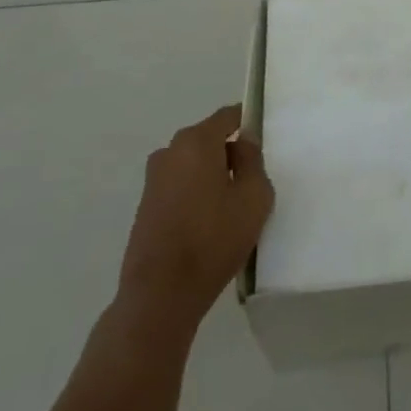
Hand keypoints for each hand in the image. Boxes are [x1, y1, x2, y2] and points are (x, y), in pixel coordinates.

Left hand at [118, 106, 274, 331]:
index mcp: (197, 141)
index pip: (229, 116)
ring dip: (212, 174)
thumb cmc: (214, 238)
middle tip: (251, 178)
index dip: (248, 123)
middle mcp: (170, 151)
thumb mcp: (254, 196)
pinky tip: (208, 221)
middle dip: (230, 152)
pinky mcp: (146, 205)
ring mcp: (153, 179)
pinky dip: (195, 192)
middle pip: (209, 138)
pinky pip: (180, 184)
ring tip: (231, 204)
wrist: (161, 294)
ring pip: (193, 163)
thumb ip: (252, 160)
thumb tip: (242, 143)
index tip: (264, 143)